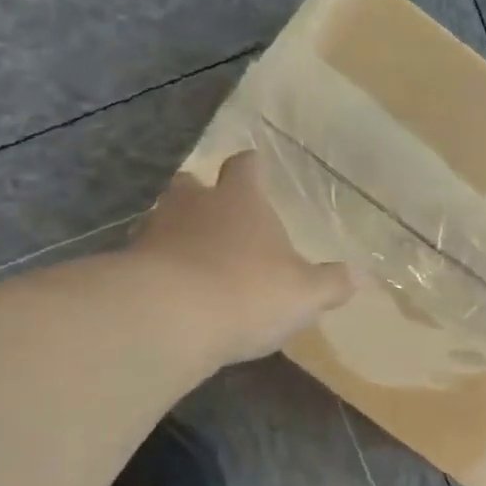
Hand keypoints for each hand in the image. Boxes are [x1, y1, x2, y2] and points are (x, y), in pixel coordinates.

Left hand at [135, 149, 355, 363]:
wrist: (169, 319)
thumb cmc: (248, 293)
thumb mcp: (306, 294)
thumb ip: (331, 284)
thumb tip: (357, 275)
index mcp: (240, 201)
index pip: (245, 167)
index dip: (251, 166)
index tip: (255, 166)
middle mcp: (194, 205)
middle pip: (191, 184)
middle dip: (202, 195)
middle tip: (216, 213)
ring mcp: (154, 233)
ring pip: (163, 219)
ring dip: (176, 232)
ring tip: (192, 256)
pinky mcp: (128, 266)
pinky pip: (145, 258)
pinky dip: (157, 268)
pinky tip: (170, 291)